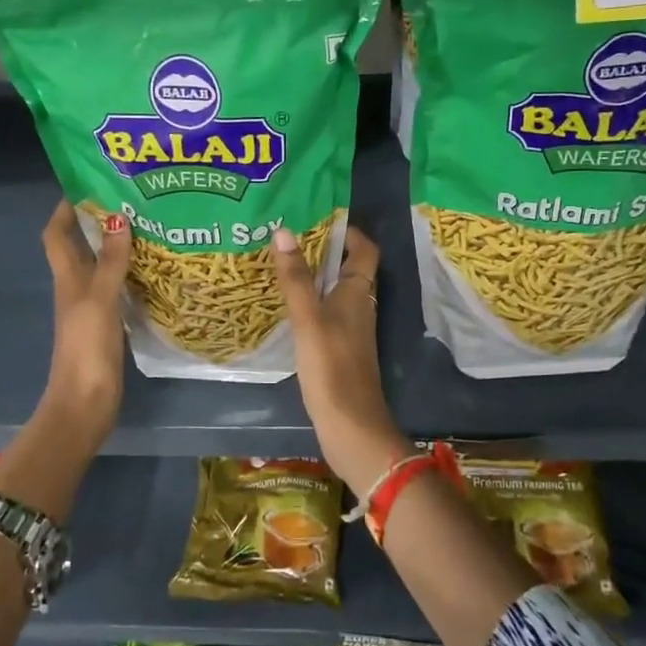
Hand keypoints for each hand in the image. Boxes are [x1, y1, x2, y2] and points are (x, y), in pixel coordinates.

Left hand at [39, 200, 131, 443]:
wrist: (86, 402)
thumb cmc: (87, 348)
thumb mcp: (99, 300)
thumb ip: (110, 262)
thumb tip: (118, 218)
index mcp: (68, 279)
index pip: (57, 234)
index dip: (65, 209)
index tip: (88, 185)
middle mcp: (77, 288)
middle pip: (81, 247)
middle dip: (98, 222)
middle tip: (131, 200)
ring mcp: (93, 307)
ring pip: (102, 266)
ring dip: (118, 247)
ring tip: (149, 226)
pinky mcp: (109, 324)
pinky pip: (119, 288)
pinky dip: (131, 274)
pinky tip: (155, 269)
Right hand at [271, 223, 408, 498]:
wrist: (350, 426)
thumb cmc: (332, 367)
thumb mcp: (309, 318)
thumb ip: (295, 277)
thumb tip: (284, 231)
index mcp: (359, 293)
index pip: (365, 250)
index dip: (349, 232)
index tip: (319, 218)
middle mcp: (359, 307)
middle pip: (348, 268)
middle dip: (323, 251)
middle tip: (287, 237)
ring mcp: (349, 330)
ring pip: (334, 292)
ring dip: (313, 276)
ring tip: (279, 264)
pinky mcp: (338, 350)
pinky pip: (324, 314)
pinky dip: (308, 303)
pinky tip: (283, 306)